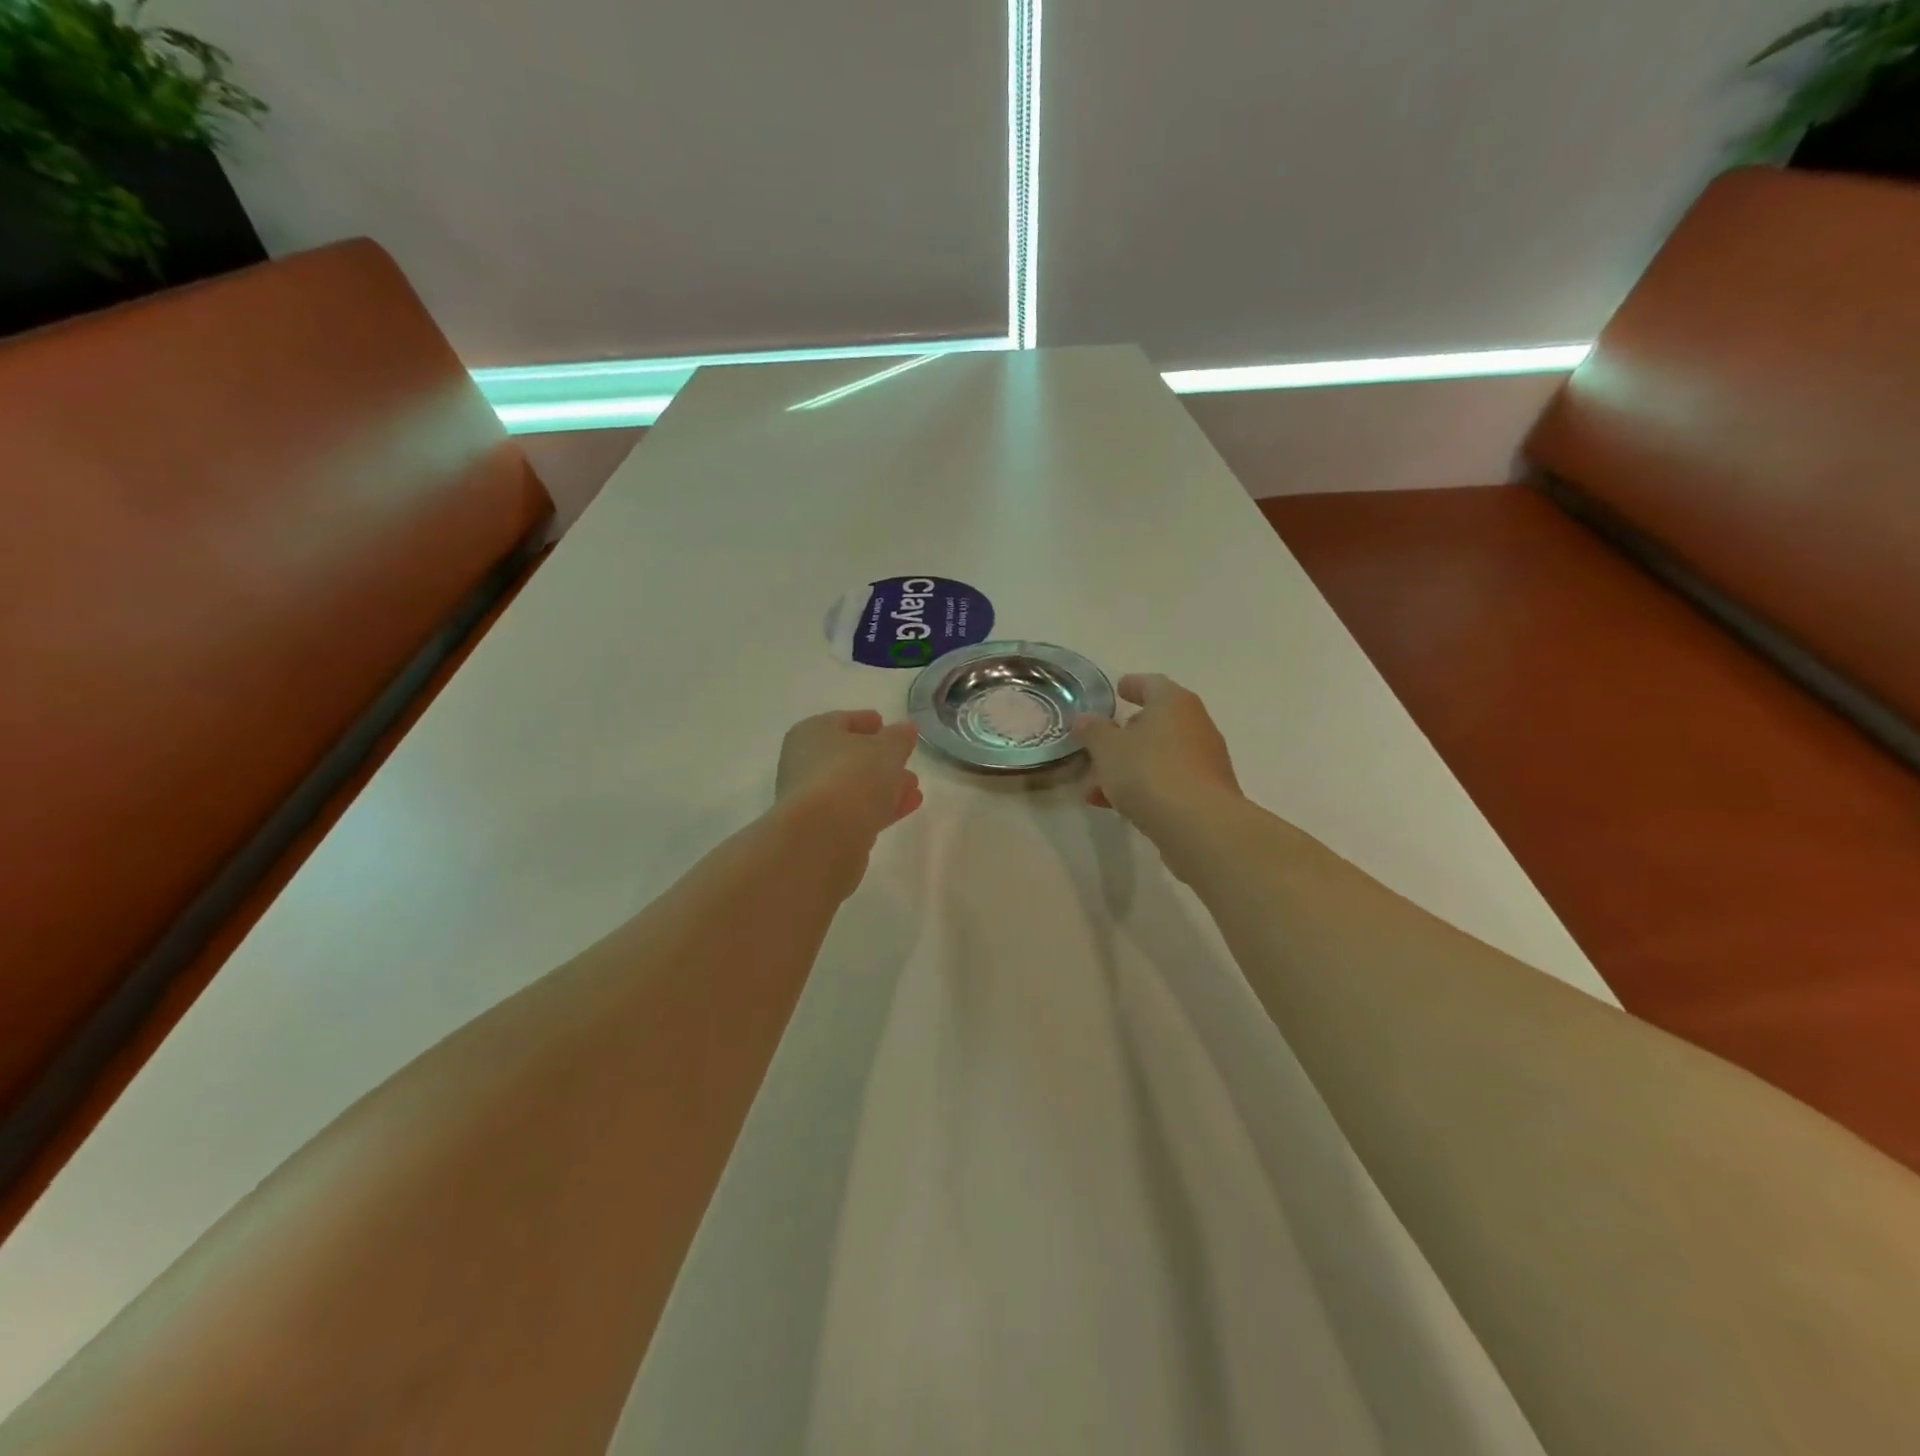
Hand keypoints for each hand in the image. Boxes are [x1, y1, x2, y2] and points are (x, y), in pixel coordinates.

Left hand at [775, 711, 922, 849]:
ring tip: (914, 787)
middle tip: (906, 760)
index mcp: (812, 733)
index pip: (843, 721)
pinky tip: (907, 806)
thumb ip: (899, 737)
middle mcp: (805, 763)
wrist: (823, 836)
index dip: (867, 721)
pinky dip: (880, 807)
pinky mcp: (823, 830)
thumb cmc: (852, 776)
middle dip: (881, 759)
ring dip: (885, 786)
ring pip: (854, 786)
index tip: (887, 725)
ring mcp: (812, 799)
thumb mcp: (886, 748)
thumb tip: (905, 728)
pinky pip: (857, 811)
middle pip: (848, 756)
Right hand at [1072, 674, 1242, 839]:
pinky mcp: (1206, 794)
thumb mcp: (1108, 749)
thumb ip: (1093, 731)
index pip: (1152, 684)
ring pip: (1160, 756)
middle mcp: (1195, 725)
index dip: (1133, 685)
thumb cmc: (1150, 772)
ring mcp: (1205, 761)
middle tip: (1102, 743)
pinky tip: (1116, 806)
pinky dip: (1143, 787)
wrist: (1200, 826)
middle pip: (1158, 722)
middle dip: (1127, 733)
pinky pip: (1168, 782)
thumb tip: (1084, 719)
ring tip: (1096, 785)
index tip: (1119, 689)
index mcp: (1174, 703)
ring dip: (1129, 767)